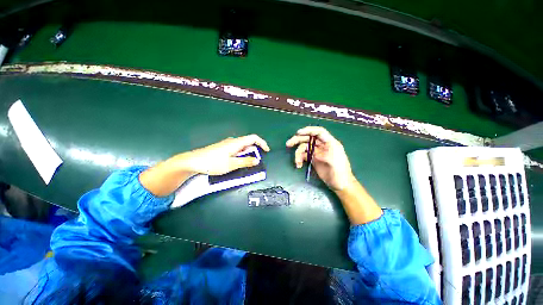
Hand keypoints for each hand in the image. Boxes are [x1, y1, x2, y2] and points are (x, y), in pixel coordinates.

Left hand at [182, 134, 269, 175]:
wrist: (193, 161)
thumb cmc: (213, 163)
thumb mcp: (232, 164)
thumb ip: (245, 161)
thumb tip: (257, 160)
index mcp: (236, 142)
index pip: (253, 138)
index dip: (262, 143)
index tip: (267, 151)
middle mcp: (233, 141)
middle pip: (248, 142)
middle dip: (254, 150)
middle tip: (255, 162)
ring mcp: (227, 144)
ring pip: (242, 146)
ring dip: (247, 154)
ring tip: (245, 163)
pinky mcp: (222, 148)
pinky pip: (236, 149)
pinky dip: (240, 154)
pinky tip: (236, 162)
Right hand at [286, 126, 354, 190]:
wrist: (340, 184)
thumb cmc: (340, 172)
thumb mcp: (335, 162)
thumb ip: (325, 154)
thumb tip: (315, 152)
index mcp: (330, 143)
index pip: (319, 132)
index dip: (308, 130)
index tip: (298, 133)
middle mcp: (322, 145)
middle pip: (308, 138)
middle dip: (298, 140)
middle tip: (288, 144)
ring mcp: (317, 152)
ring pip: (304, 147)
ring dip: (298, 153)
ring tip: (296, 162)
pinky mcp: (313, 159)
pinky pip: (303, 155)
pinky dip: (299, 159)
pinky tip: (298, 165)